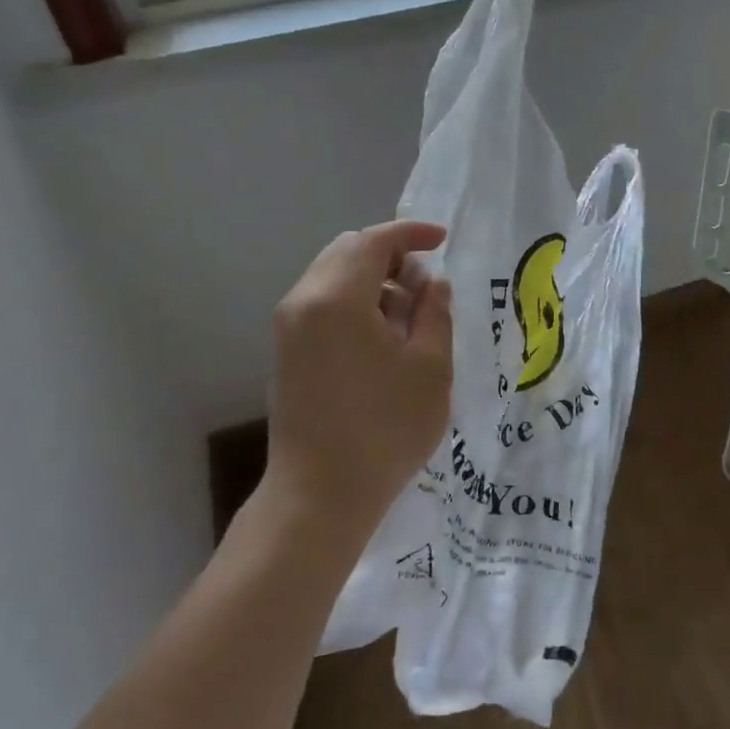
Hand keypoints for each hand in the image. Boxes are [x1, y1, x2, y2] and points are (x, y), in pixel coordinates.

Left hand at [263, 221, 453, 542]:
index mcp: (337, 297)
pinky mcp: (287, 352)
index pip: (374, 241)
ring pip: (334, 277)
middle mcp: (304, 301)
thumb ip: (435, 313)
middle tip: (427, 287)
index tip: (443, 240)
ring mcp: (289, 328)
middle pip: (348, 252)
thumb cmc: (385, 429)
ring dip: (374, 281)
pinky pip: (323, 304)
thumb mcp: (431, 367)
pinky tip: (383, 338)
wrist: (320, 495)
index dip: (412, 233)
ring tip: (411, 317)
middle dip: (392, 256)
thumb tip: (433, 284)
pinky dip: (355, 302)